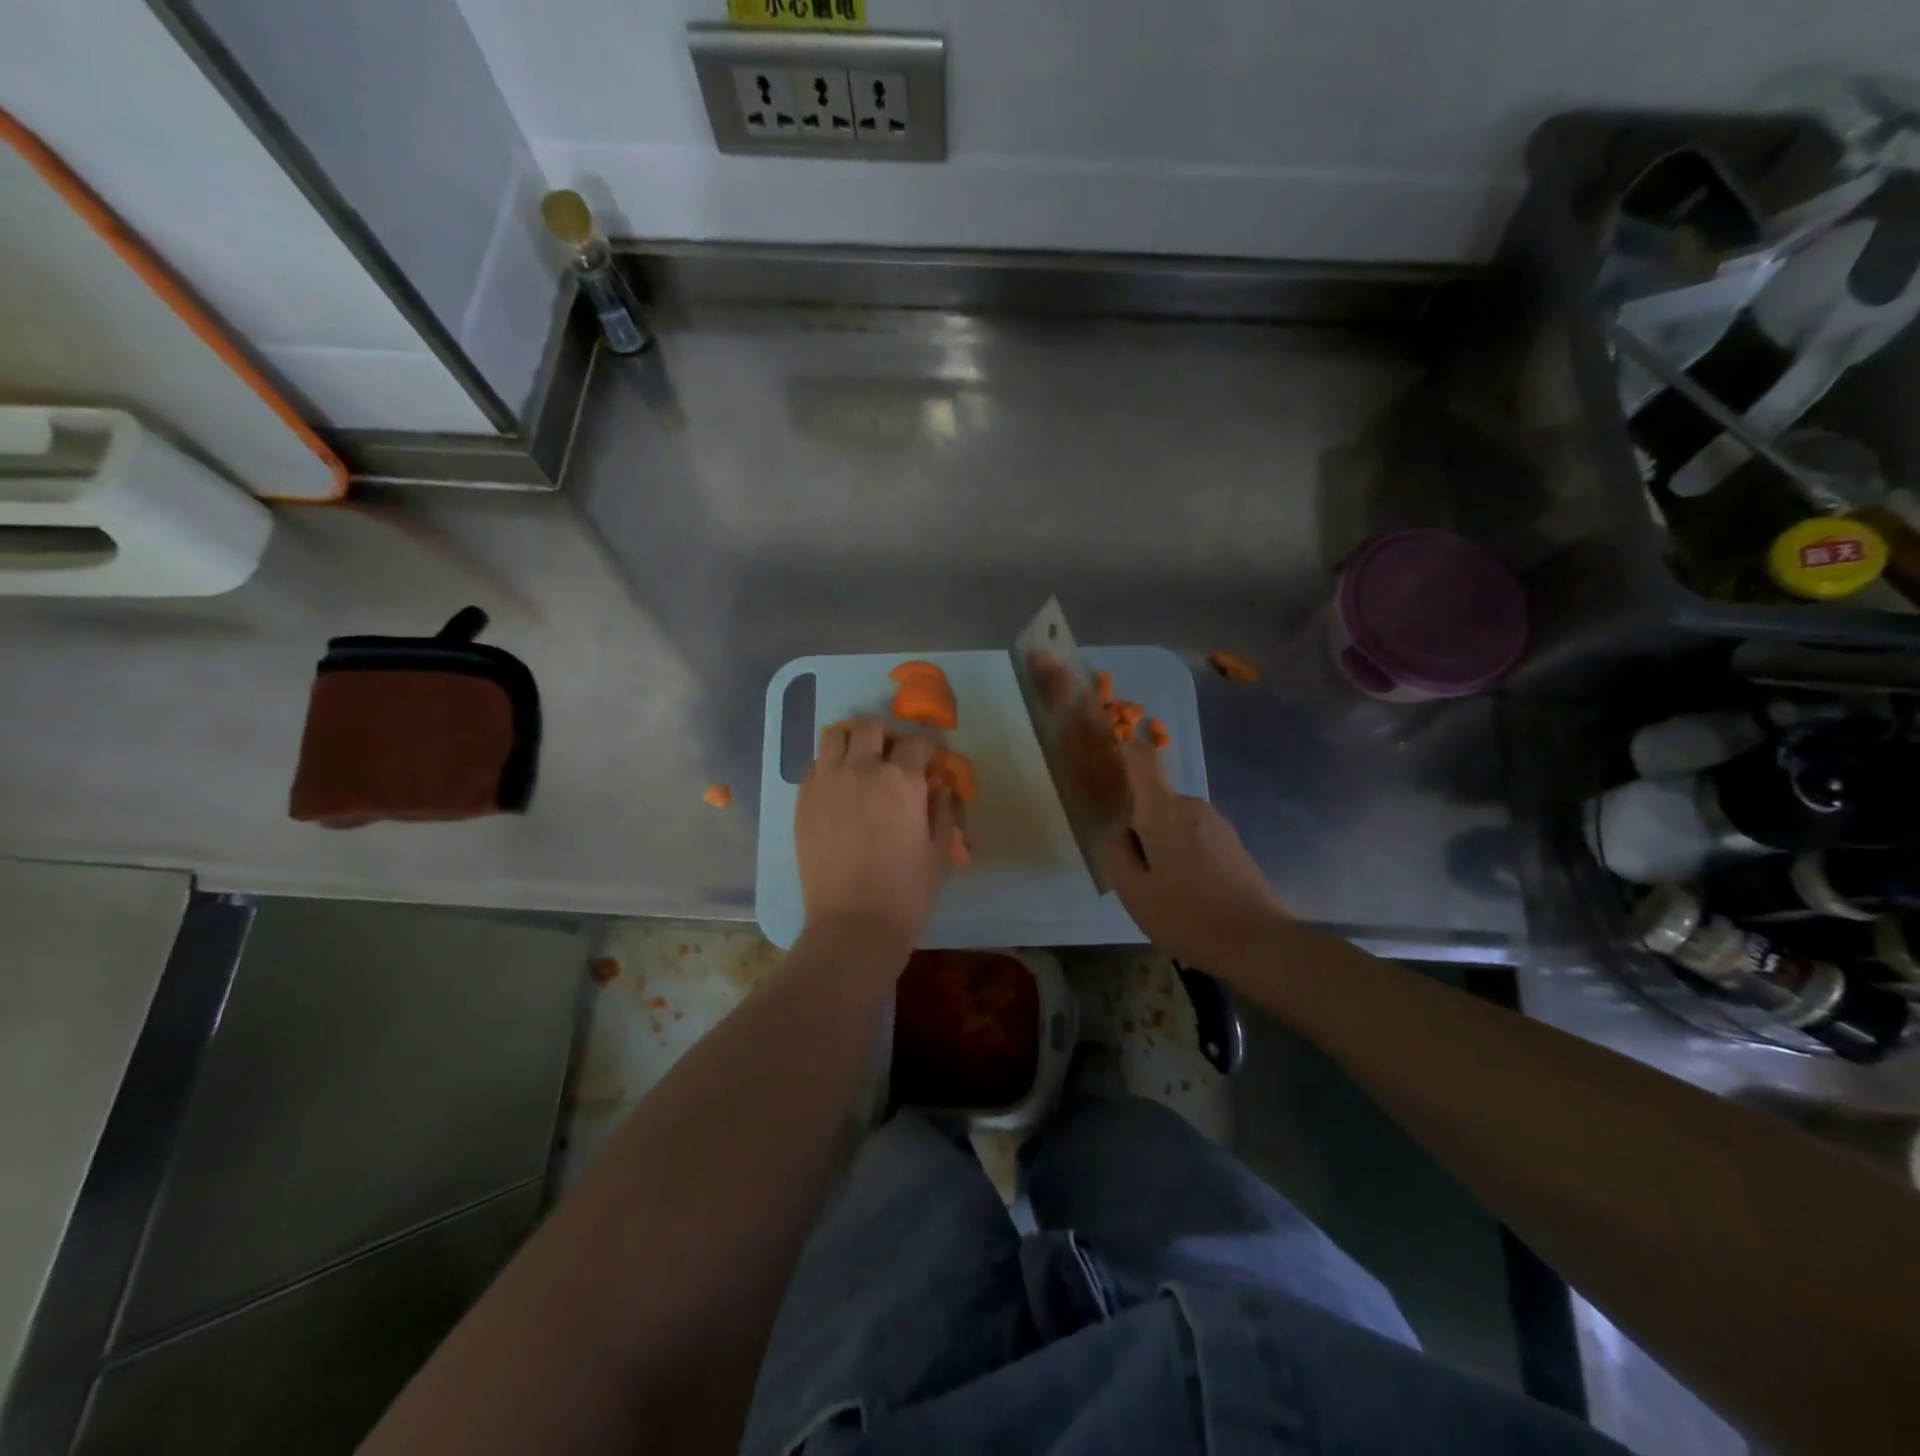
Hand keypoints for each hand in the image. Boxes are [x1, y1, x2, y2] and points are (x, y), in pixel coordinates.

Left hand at [797, 717, 957, 952]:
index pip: (916, 742)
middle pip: (870, 727)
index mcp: (901, 779)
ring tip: (859, 765)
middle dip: (886, 736)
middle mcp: (860, 769)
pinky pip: (814, 766)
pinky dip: (829, 768)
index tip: (931, 763)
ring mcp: (826, 783)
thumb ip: (941, 810)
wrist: (853, 925)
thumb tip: (938, 787)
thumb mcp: (939, 851)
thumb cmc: (906, 892)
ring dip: (851, 743)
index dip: (928, 749)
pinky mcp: (802, 801)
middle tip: (892, 759)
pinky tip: (838, 791)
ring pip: (834, 736)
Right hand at [1095, 739, 1286, 968]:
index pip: (1142, 759)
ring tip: (1164, 892)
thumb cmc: (1187, 916)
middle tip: (1135, 873)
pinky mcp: (1234, 844)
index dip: (1124, 752)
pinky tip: (1190, 896)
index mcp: (1163, 811)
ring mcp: (1218, 825)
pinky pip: (1195, 837)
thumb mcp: (1133, 892)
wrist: (1259, 943)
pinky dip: (1184, 856)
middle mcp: (1193, 807)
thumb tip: (1117, 832)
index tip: (1109, 767)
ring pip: (1175, 822)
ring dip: (1162, 845)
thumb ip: (1115, 853)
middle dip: (1139, 826)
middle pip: (1155, 800)